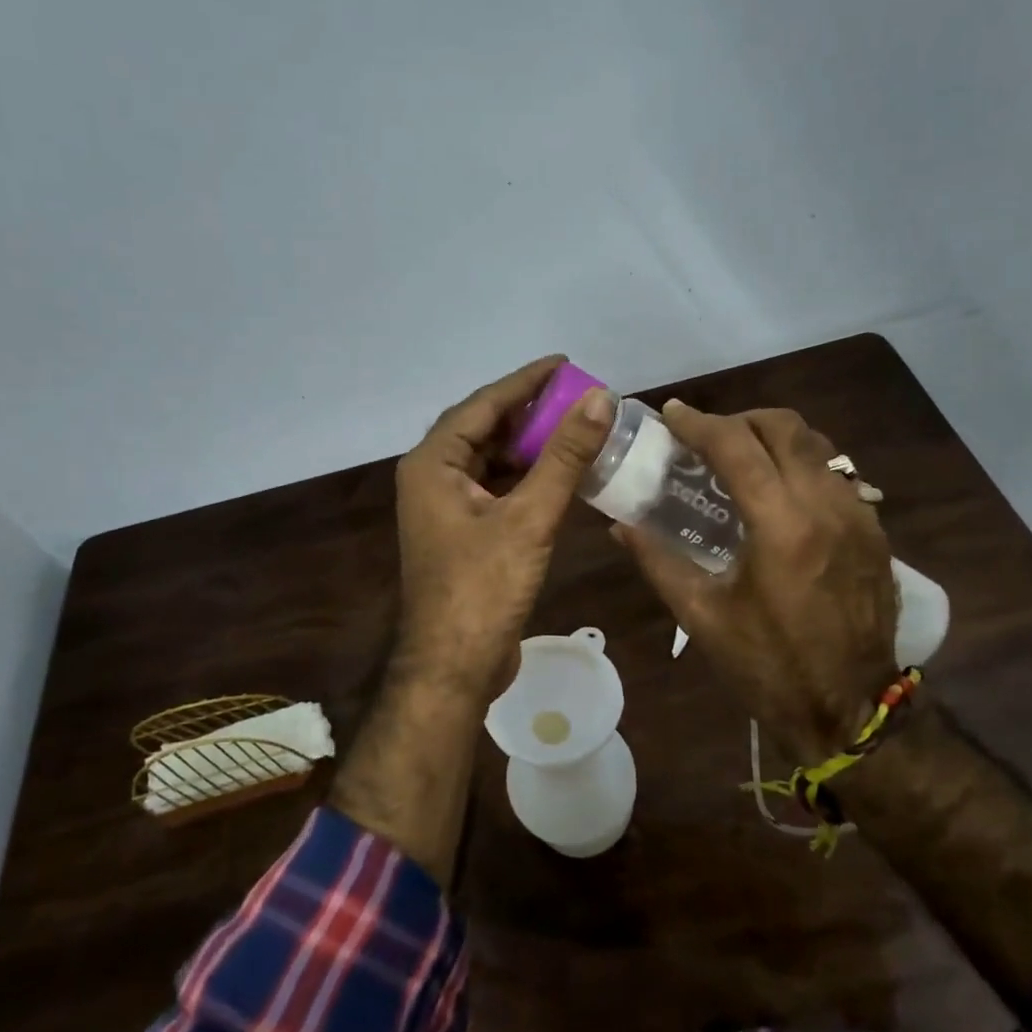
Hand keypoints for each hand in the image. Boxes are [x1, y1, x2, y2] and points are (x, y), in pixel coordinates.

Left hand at [391, 355, 614, 701]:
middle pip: (484, 429)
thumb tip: (599, 398)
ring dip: (530, 446)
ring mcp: (446, 508)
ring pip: (491, 460)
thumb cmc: (483, 588)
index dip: (525, 382)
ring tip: (576, 428)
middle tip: (577, 396)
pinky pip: (496, 489)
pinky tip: (561, 475)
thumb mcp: (529, 517)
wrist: (454, 668)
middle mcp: (432, 478)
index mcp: (433, 464)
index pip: (482, 405)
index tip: (564, 363)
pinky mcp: (463, 533)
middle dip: (529, 412)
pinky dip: (527, 478)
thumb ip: (564, 456)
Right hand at [614, 401, 898, 758]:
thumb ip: (658, 561)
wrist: (852, 709)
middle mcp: (826, 506)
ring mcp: (859, 515)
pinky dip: (799, 463)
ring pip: (815, 443)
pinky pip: (835, 471)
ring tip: (739, 458)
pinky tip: (777, 492)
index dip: (698, 423)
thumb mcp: (702, 616)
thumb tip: (621, 525)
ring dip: (772, 437)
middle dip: (738, 419)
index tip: (671, 415)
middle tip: (705, 438)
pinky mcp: (874, 530)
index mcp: (782, 527)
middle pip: (784, 427)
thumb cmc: (768, 666)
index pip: (737, 446)